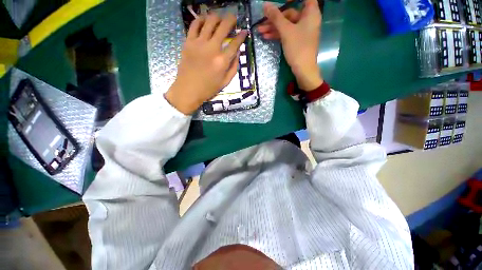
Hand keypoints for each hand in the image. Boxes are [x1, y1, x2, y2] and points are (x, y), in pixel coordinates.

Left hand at [166, 13, 246, 114]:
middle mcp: (212, 49)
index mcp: (222, 61)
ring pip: (209, 22)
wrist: (188, 90)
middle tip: (233, 19)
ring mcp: (199, 43)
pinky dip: (201, 19)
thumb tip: (237, 53)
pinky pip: (194, 25)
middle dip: (231, 19)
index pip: (235, 43)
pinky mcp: (188, 42)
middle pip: (223, 27)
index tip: (244, 31)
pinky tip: (205, 20)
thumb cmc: (208, 89)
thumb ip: (233, 67)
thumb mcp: (225, 82)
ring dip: (217, 17)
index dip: (241, 36)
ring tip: (219, 18)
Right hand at [258, 0, 322, 90]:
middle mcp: (307, 20)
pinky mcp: (297, 40)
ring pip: (286, 25)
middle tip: (262, 22)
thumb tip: (265, 5)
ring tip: (260, 31)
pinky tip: (266, 37)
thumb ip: (276, 17)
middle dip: (275, 18)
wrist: (303, 69)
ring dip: (273, 28)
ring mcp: (302, 31)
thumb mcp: (286, 31)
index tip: (281, 1)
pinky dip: (277, 35)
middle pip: (290, 13)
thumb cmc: (298, 47)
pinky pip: (287, 34)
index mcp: (310, 13)